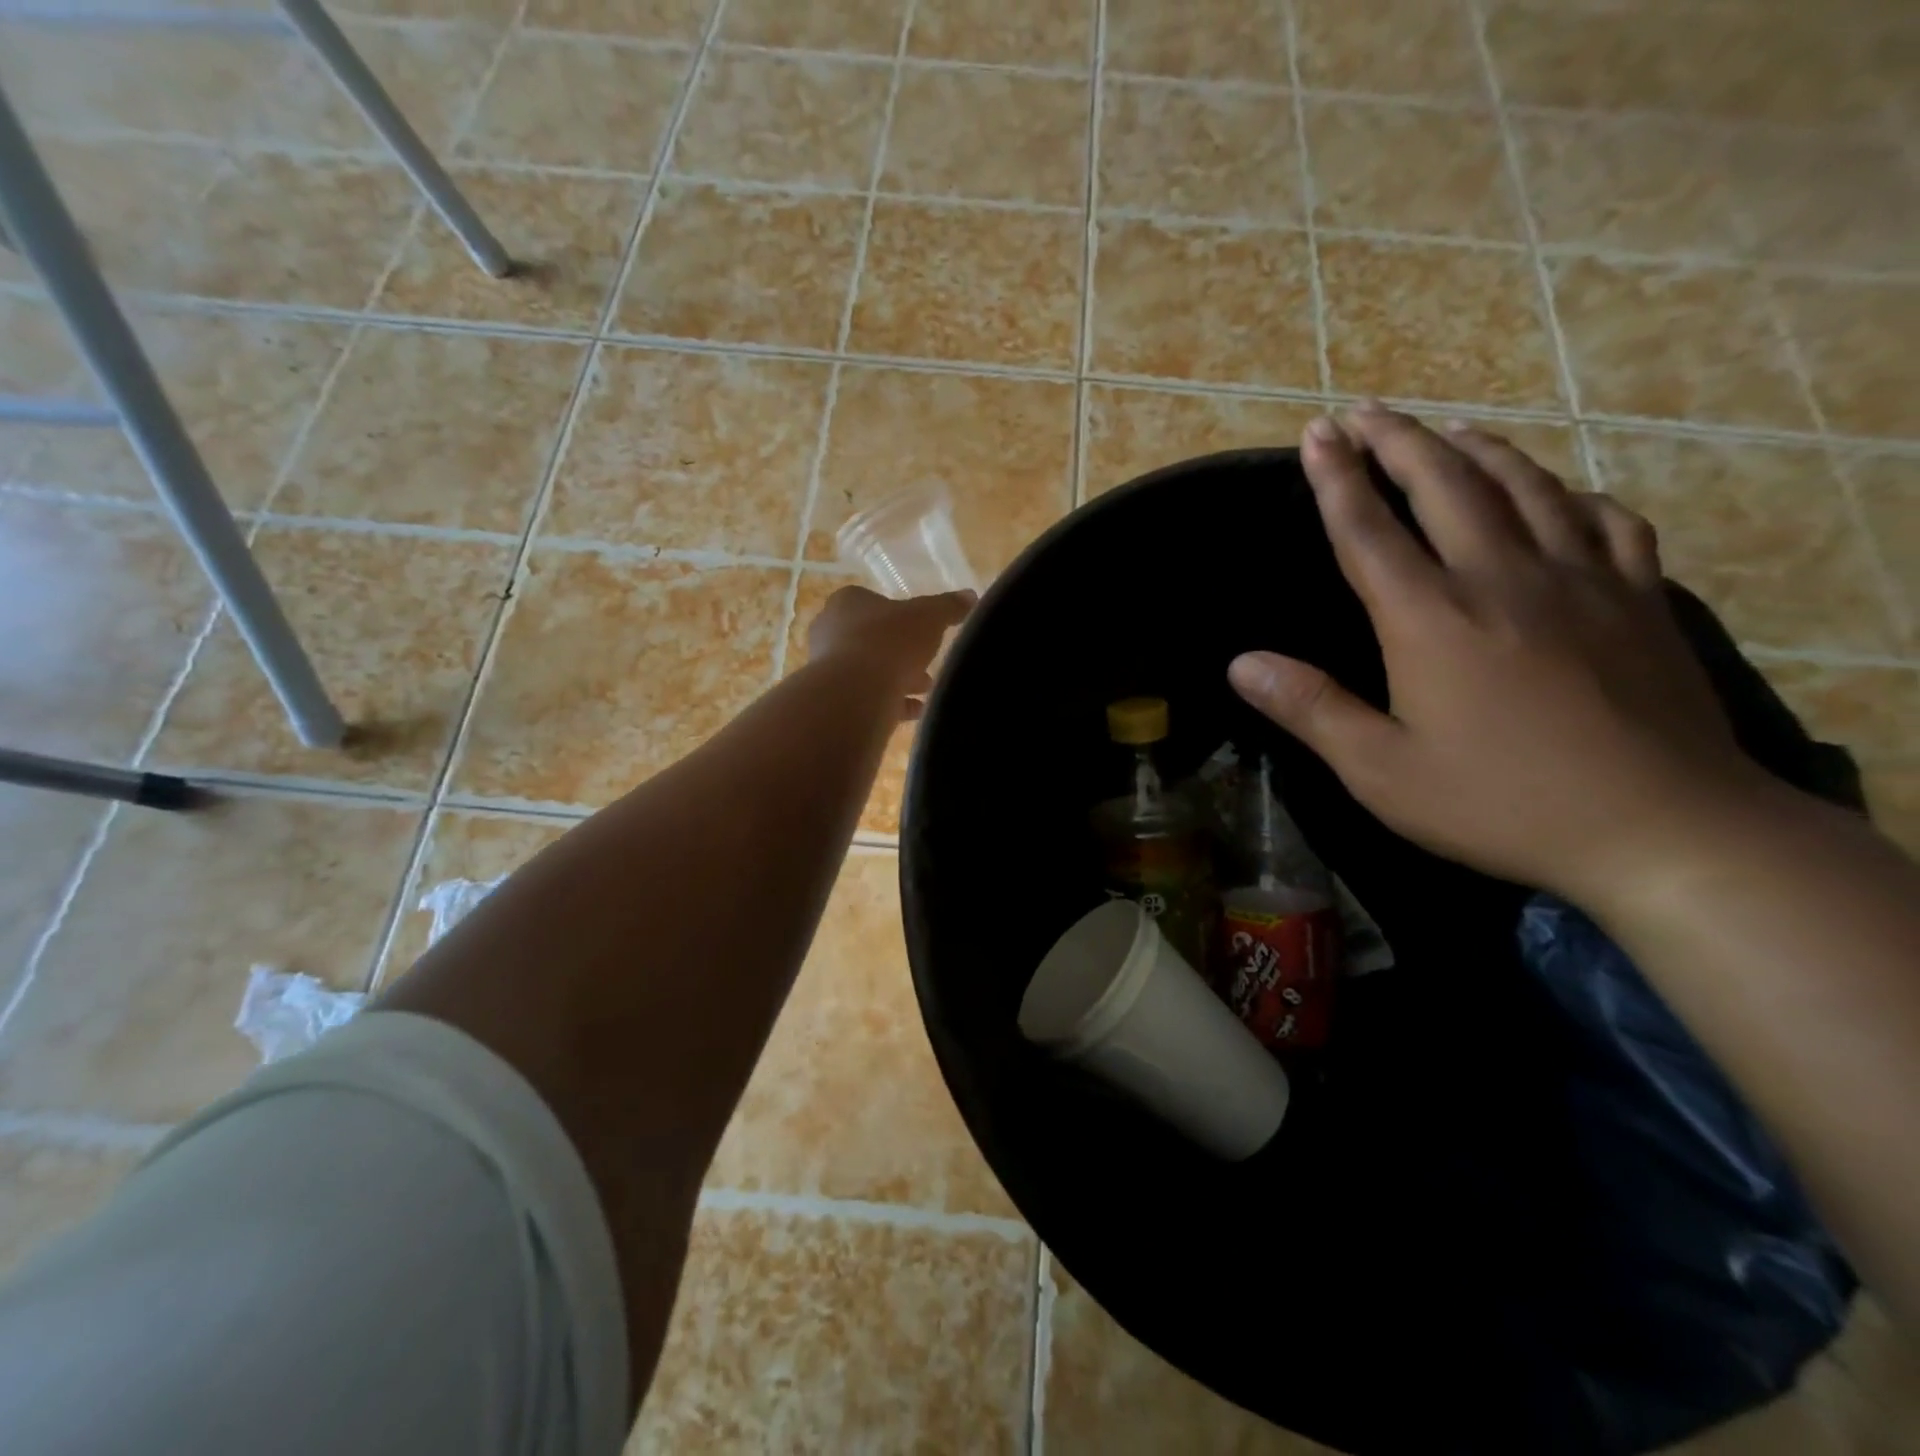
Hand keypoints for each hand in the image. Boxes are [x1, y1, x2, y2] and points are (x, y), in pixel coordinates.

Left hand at [806, 585, 974, 720]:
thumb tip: (970, 596)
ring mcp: (826, 667)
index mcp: (847, 603)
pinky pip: (866, 698)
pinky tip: (915, 711)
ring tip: (925, 689)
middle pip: (871, 639)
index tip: (922, 632)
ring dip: (896, 678)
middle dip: (901, 652)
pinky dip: (890, 703)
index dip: (900, 617)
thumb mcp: (928, 617)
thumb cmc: (889, 641)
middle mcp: (829, 631)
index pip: (873, 602)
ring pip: (867, 670)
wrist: (854, 692)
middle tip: (926, 663)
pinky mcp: (832, 699)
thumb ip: (948, 606)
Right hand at [1227, 404, 1773, 907]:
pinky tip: (1558, 491)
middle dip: (1399, 441)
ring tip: (1447, 429)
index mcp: (1431, 618)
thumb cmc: (1500, 803)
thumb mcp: (1381, 771)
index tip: (1316, 432)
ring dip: (1477, 450)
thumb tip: (1240, 664)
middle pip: (1446, 485)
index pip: (1369, 529)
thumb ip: (1310, 709)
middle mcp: (1502, 578)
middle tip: (1367, 411)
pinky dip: (1571, 493)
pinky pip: (1605, 520)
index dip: (1336, 478)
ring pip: (1525, 487)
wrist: (1664, 829)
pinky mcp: (1638, 598)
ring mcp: (1581, 580)